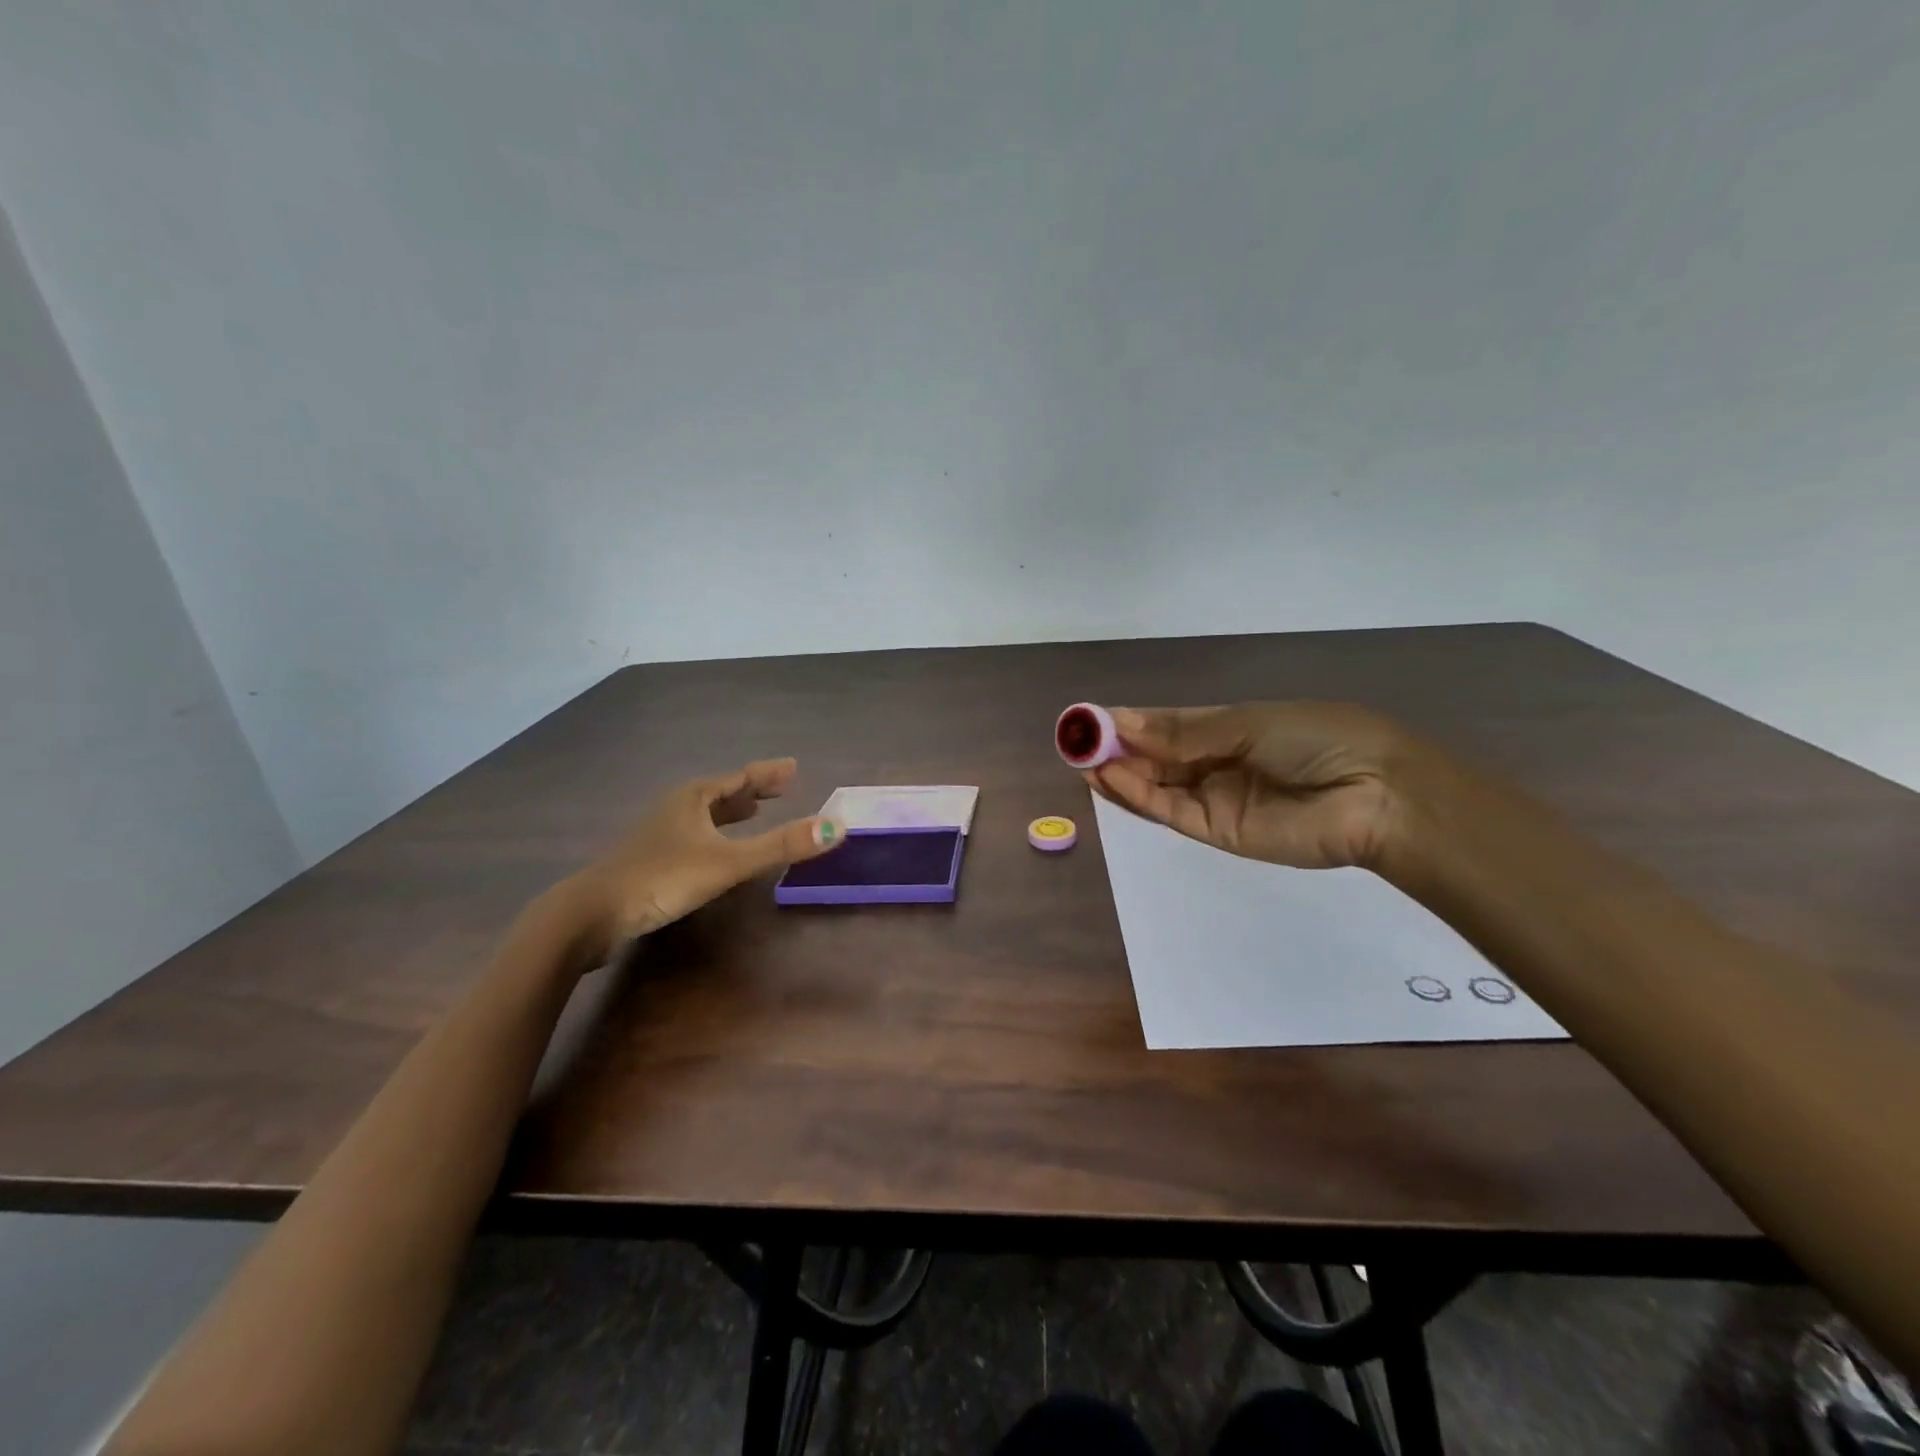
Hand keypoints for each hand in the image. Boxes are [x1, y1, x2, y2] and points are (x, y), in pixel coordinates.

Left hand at [561, 758, 841, 959]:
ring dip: (730, 811)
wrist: (591, 914)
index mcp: (694, 797)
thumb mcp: (728, 862)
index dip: (768, 774)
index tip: (793, 767)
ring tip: (752, 812)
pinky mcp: (649, 859)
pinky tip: (714, 850)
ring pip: (703, 814)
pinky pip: (692, 834)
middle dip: (751, 790)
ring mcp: (658, 833)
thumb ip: (781, 846)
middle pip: (721, 792)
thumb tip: (837, 826)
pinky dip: (713, 833)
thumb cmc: (662, 879)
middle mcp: (675, 808)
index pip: (740, 778)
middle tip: (780, 787)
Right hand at [1087, 703, 1409, 870]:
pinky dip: (1138, 795)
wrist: (1375, 796)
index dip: (1126, 722)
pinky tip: (1110, 778)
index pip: (1165, 725)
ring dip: (1118, 773)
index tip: (1087, 719)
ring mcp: (1213, 798)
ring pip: (1154, 785)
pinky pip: (1168, 810)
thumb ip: (1181, 733)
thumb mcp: (1245, 724)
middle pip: (1153, 756)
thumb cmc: (1316, 740)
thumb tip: (1121, 722)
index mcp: (1227, 728)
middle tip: (1075, 741)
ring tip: (1081, 759)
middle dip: (1115, 748)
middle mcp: (1214, 762)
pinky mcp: (1215, 831)